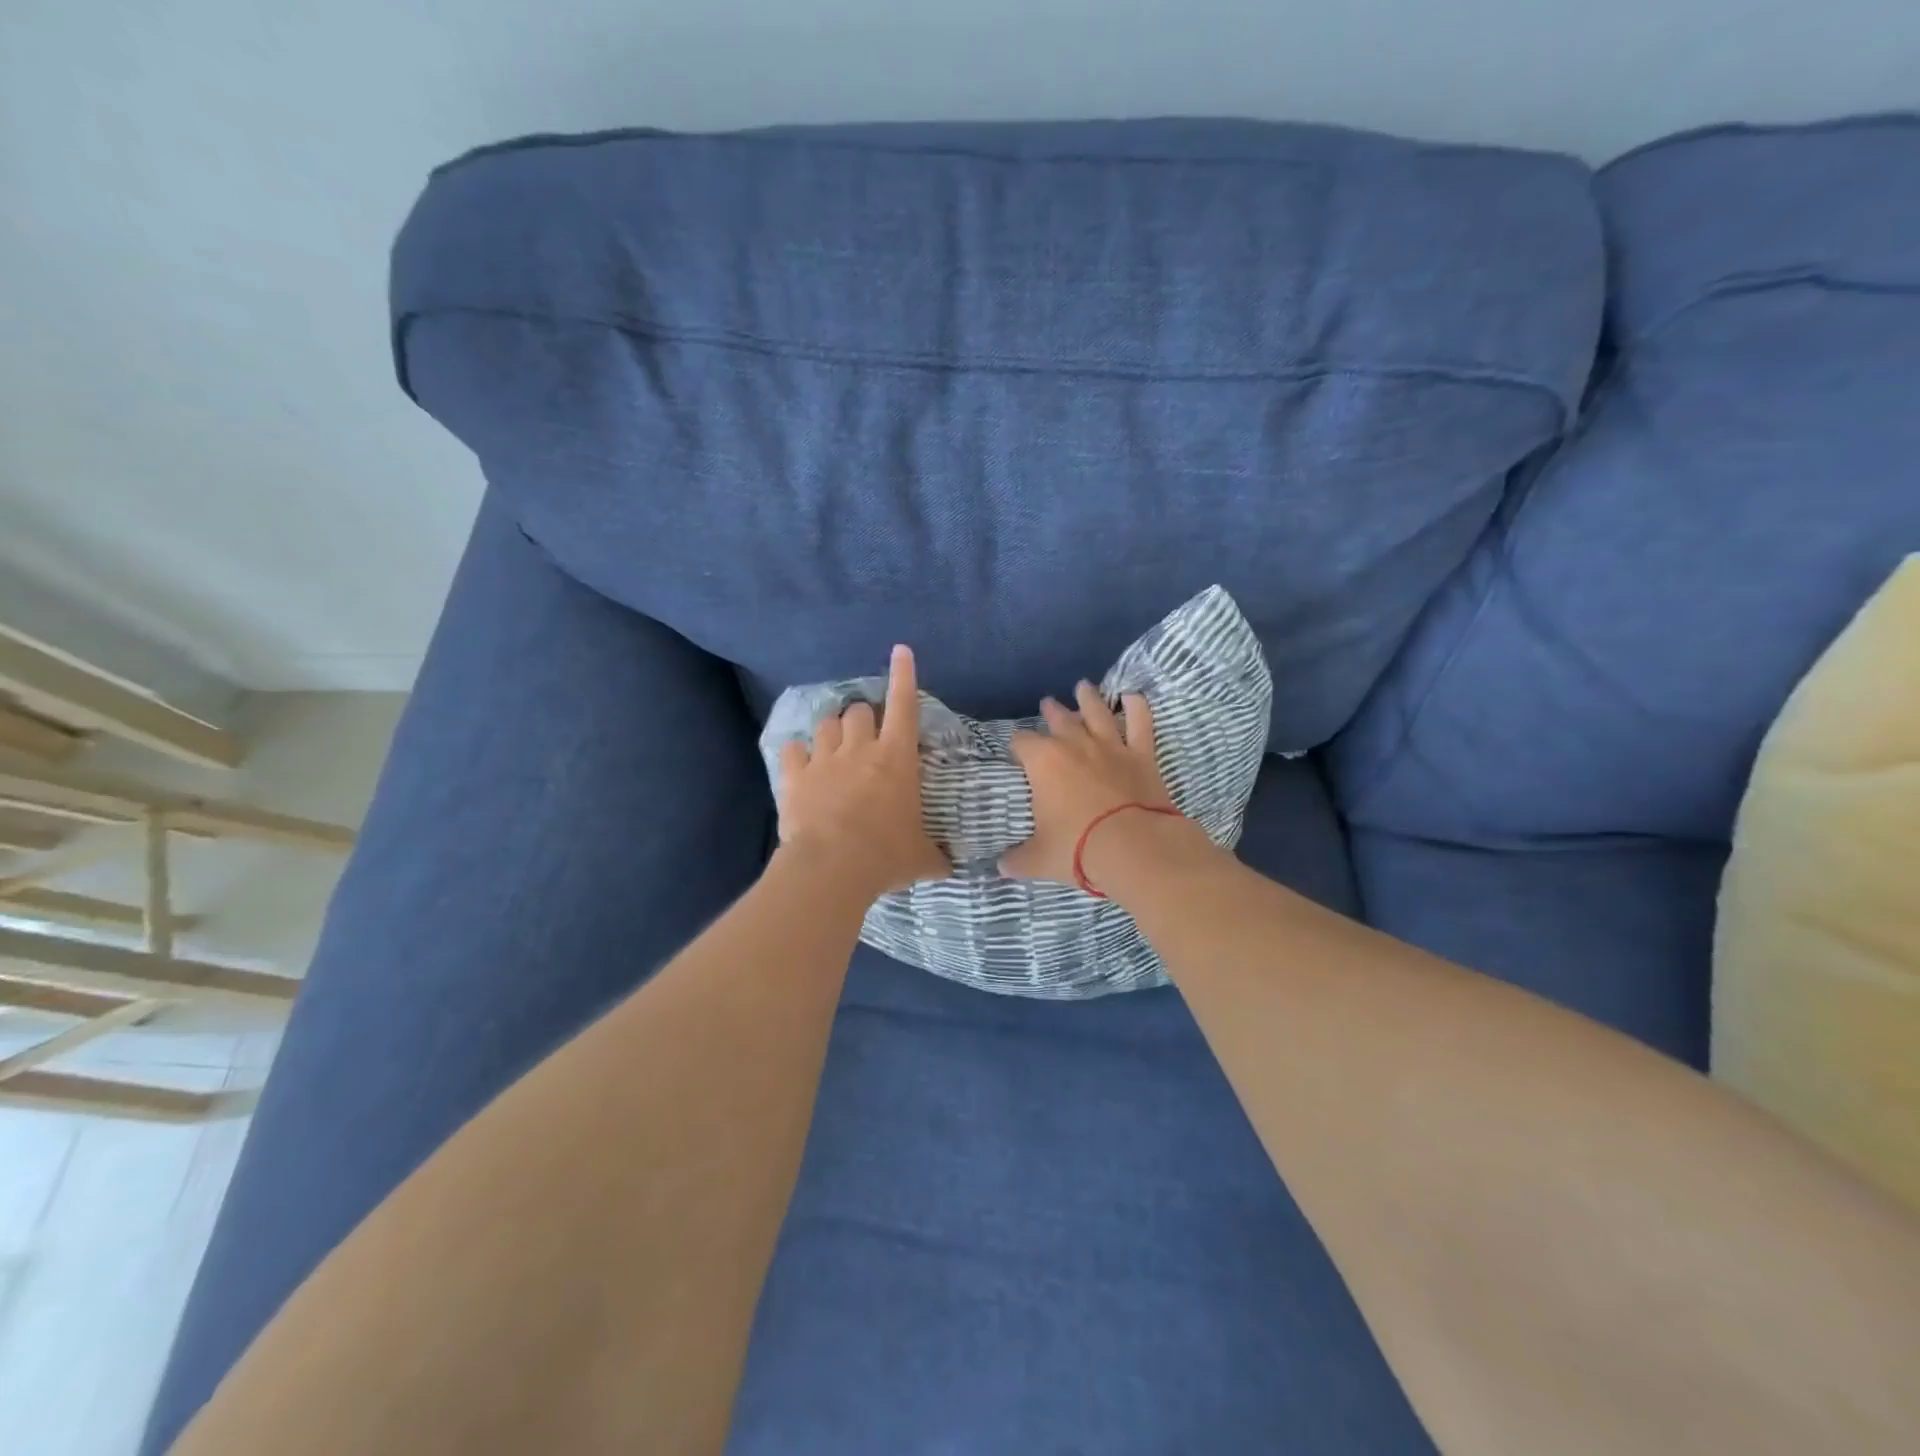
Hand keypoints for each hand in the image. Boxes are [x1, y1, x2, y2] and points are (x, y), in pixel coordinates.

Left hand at [777, 645, 949, 899]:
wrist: (832, 868)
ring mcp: (824, 759)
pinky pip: (793, 749)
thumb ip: (935, 856)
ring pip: (827, 724)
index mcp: (897, 758)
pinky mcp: (795, 776)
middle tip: (866, 735)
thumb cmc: (886, 856)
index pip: (904, 705)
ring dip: (833, 730)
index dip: (904, 675)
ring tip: (834, 745)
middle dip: (864, 716)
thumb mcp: (921, 858)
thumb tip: (949, 868)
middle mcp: (860, 749)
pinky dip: (798, 753)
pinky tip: (800, 761)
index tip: (900, 650)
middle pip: (860, 710)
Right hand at [1001, 682, 1212, 893]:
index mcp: (1043, 762)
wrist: (1135, 848)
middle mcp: (1074, 744)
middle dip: (1051, 711)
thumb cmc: (1078, 849)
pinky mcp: (1141, 755)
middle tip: (1047, 704)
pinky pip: (1140, 722)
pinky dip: (1137, 707)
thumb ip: (1018, 859)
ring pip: (1097, 712)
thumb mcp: (1038, 859)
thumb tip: (1001, 867)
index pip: (1022, 742)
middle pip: (1058, 719)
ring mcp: (1110, 746)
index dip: (1017, 745)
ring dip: (1088, 698)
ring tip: (1083, 687)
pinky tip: (1133, 697)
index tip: (1017, 751)